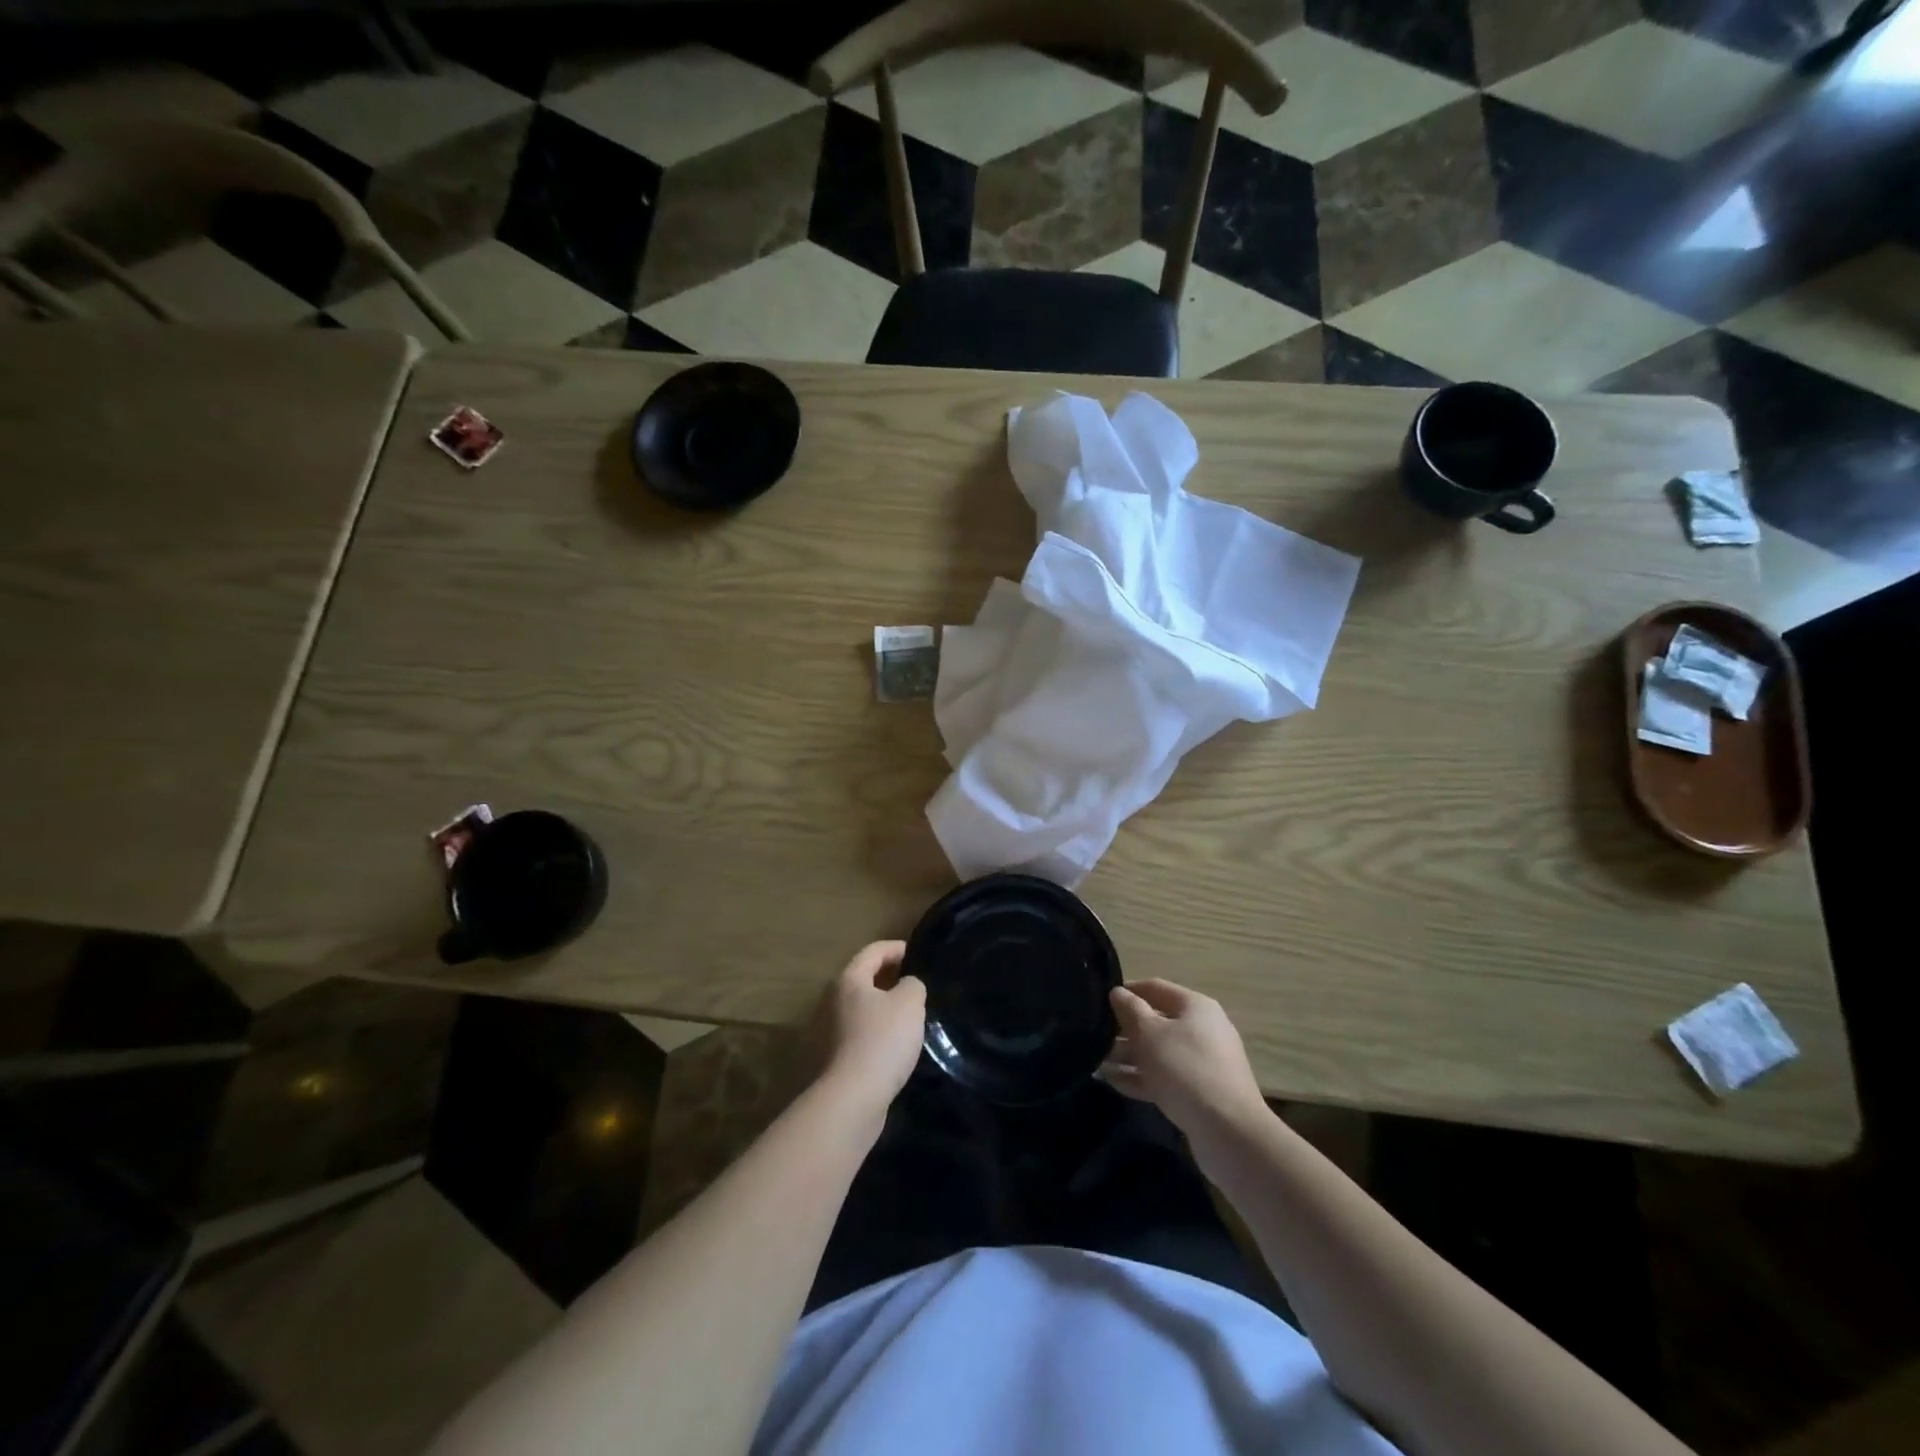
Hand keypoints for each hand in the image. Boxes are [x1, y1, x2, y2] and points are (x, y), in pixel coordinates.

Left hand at [815, 940, 925, 1119]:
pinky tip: (896, 1044)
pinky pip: (860, 1034)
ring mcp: (830, 1031)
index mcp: (849, 980)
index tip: (917, 953)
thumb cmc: (882, 1040)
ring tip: (910, 1014)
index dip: (896, 948)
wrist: (853, 1098)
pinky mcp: (834, 1058)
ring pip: (862, 1009)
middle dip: (889, 978)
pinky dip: (877, 1032)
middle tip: (916, 983)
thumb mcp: (910, 1002)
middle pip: (863, 979)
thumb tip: (906, 986)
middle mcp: (833, 1000)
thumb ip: (913, 984)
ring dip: (883, 1008)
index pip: (873, 951)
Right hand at [1102, 979, 1265, 1138]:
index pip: (1155, 988)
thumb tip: (1117, 993)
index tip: (1099, 999)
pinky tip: (1111, 1082)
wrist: (1229, 1132)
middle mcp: (1201, 1030)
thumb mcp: (1150, 1034)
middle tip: (1093, 1036)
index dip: (1127, 990)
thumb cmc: (1185, 1069)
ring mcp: (1202, 1063)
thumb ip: (1130, 1010)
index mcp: (1195, 1007)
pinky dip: (1140, 1077)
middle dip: (1123, 1029)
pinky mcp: (1199, 1092)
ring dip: (1128, 1055)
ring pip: (1158, 1052)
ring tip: (1095, 1062)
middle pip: (1156, 1021)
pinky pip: (1164, 1077)